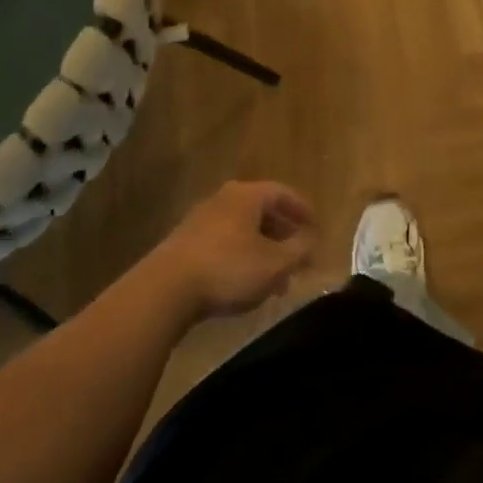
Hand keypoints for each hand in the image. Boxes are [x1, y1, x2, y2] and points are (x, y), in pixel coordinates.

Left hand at [150, 181, 319, 323]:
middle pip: (262, 211)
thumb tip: (312, 238)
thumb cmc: (229, 269)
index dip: (304, 210)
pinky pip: (224, 243)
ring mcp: (200, 219)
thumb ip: (300, 249)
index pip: (283, 193)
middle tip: (298, 259)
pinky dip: (241, 257)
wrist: (165, 289)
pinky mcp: (184, 242)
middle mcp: (224, 198)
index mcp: (247, 195)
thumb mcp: (275, 263)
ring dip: (263, 250)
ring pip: (243, 230)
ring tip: (275, 281)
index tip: (317, 229)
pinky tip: (245, 284)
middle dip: (283, 235)